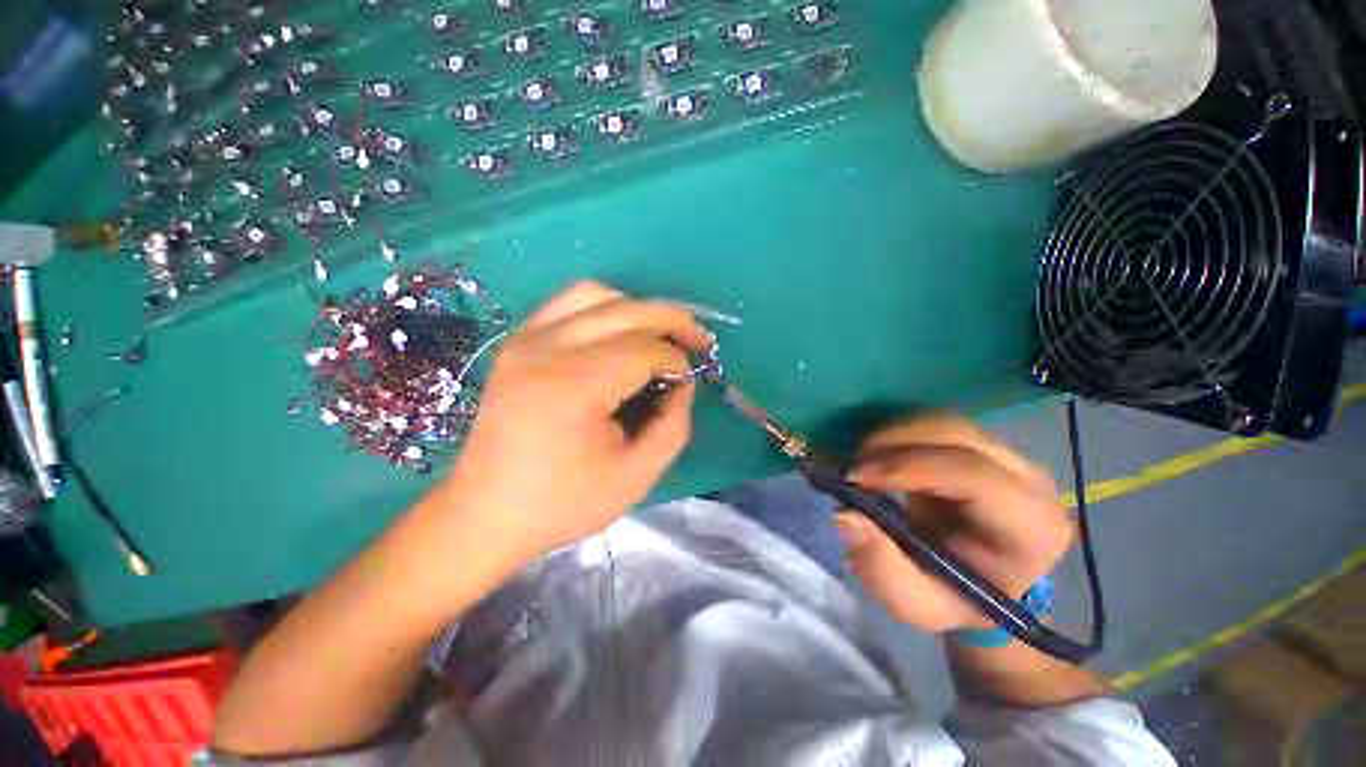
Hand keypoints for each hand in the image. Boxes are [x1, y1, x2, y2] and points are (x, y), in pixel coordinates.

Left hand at [436, 281, 711, 562]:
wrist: (485, 513)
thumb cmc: (561, 503)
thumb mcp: (635, 476)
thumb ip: (672, 425)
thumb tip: (681, 383)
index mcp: (573, 386)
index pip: (644, 349)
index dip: (677, 359)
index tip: (687, 382)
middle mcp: (546, 348)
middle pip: (626, 310)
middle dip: (672, 320)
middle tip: (698, 341)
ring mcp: (526, 339)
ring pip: (597, 295)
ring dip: (638, 310)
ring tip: (659, 335)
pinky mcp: (518, 342)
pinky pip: (569, 303)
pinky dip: (605, 308)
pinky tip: (619, 333)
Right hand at [834, 415, 1072, 632]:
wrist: (977, 582)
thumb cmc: (951, 598)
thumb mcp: (914, 602)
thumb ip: (880, 567)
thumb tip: (844, 515)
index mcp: (1030, 529)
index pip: (975, 476)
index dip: (909, 467)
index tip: (855, 477)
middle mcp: (1029, 481)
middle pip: (958, 435)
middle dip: (894, 442)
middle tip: (851, 466)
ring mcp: (1009, 456)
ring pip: (943, 422)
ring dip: (892, 434)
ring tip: (860, 460)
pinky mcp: (983, 444)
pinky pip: (935, 423)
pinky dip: (897, 432)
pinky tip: (876, 453)